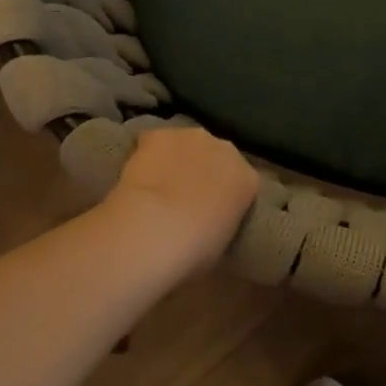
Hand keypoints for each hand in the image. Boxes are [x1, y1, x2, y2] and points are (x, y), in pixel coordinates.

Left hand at [104, 126, 260, 269]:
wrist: (156, 229)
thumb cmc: (195, 250)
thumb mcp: (221, 242)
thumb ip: (222, 221)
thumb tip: (208, 221)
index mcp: (248, 180)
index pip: (242, 182)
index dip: (225, 194)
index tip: (211, 211)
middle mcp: (227, 150)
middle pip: (217, 156)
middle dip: (204, 171)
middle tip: (185, 197)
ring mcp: (193, 137)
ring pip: (186, 145)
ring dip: (177, 159)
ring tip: (158, 186)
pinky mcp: (159, 135)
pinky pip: (155, 141)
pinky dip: (148, 154)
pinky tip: (137, 175)